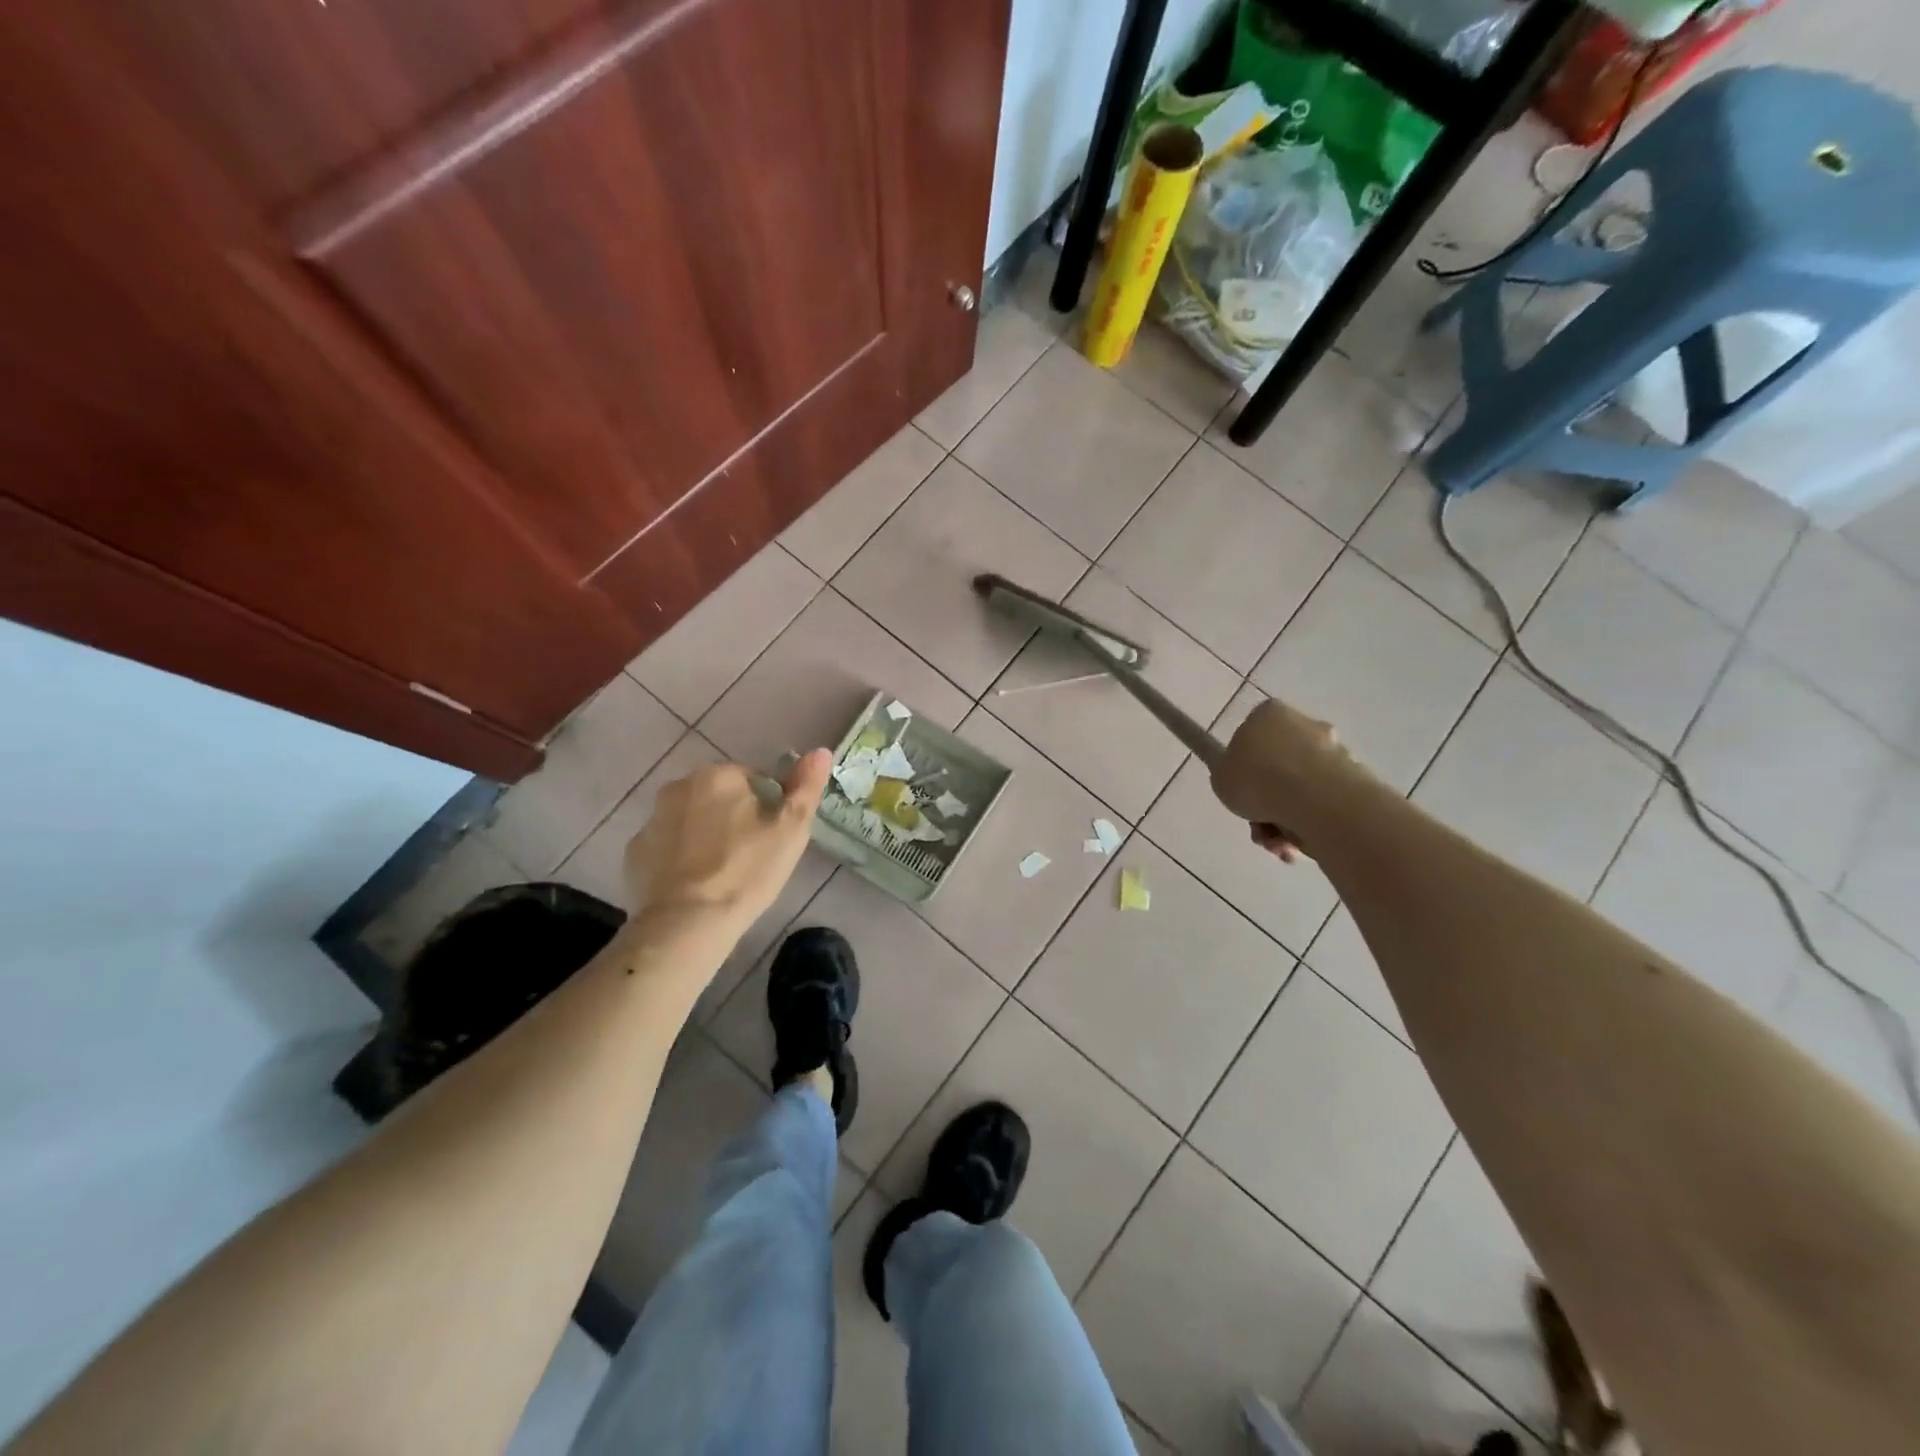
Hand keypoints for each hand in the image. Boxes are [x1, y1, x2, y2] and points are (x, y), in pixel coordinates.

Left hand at [624, 749, 832, 933]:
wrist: (687, 924)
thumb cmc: (747, 871)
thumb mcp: (791, 830)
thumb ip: (806, 787)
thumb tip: (821, 751)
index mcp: (719, 775)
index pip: (754, 780)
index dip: (769, 808)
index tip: (773, 838)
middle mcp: (678, 787)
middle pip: (719, 796)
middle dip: (734, 818)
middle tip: (752, 855)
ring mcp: (651, 820)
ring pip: (691, 820)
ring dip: (706, 835)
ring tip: (723, 873)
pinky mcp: (634, 853)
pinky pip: (666, 847)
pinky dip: (680, 858)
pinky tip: (695, 884)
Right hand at [1210, 699, 1357, 862]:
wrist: (1314, 799)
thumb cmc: (1257, 778)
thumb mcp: (1220, 777)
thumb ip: (1229, 774)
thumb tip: (1243, 776)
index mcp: (1269, 714)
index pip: (1252, 735)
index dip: (1244, 765)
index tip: (1241, 788)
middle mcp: (1305, 724)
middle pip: (1279, 764)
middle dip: (1268, 799)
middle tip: (1258, 824)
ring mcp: (1333, 751)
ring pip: (1300, 788)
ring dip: (1285, 818)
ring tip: (1277, 843)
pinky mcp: (1355, 779)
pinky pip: (1322, 803)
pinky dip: (1309, 823)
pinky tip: (1297, 843)